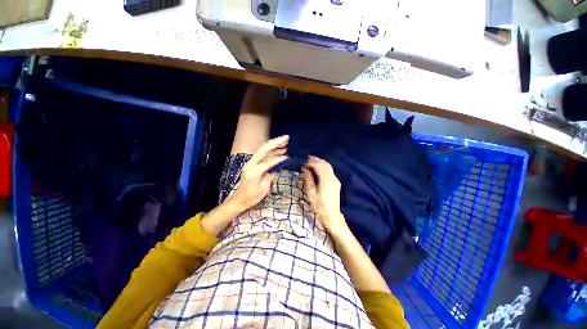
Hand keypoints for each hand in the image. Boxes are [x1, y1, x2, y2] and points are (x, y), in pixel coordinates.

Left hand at [226, 135, 288, 211]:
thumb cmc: (251, 197)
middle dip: (276, 142)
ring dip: (274, 145)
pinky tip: (279, 151)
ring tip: (285, 142)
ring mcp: (251, 163)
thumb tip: (278, 166)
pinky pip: (263, 155)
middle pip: (264, 149)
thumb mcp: (263, 189)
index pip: (269, 161)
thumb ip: (270, 175)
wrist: (238, 200)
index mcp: (254, 171)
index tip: (288, 157)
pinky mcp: (253, 164)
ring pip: (263, 150)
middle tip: (286, 138)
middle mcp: (251, 164)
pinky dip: (271, 152)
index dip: (279, 159)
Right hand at [303, 156, 348, 235]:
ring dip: (320, 163)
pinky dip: (324, 167)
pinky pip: (330, 171)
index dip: (311, 162)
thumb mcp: (311, 192)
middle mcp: (332, 177)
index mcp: (325, 179)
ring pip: (328, 166)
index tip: (304, 161)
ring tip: (312, 162)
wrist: (332, 214)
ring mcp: (335, 179)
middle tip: (308, 158)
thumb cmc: (319, 205)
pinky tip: (319, 169)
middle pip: (324, 164)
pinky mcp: (336, 182)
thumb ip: (308, 179)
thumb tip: (305, 169)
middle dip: (316, 160)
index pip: (318, 166)